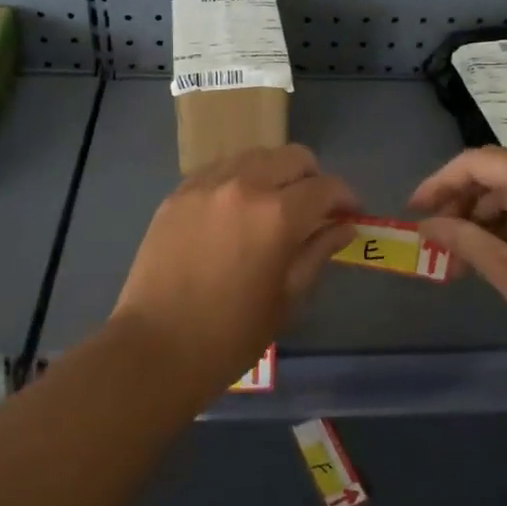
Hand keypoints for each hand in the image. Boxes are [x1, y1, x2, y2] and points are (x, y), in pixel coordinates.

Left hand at [113, 145, 356, 394]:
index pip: (327, 187)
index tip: (351, 215)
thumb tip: (344, 226)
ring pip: (256, 155)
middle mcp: (244, 185)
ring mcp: (206, 184)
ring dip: (276, 174)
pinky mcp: (179, 192)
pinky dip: (239, 180)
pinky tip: (236, 210)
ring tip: (273, 207)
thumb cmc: (230, 336)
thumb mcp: (287, 298)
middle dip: (313, 179)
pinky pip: (221, 169)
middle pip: (294, 157)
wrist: (154, 349)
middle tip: (314, 210)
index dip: (347, 199)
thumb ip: (318, 252)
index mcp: (278, 215)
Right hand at [412, 146, 506, 366]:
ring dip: (483, 222)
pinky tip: (495, 259)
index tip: (413, 212)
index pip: (474, 163)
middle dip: (459, 207)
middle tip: (436, 243)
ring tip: (460, 261)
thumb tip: (426, 226)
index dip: (438, 184)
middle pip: (494, 176)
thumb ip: (464, 241)